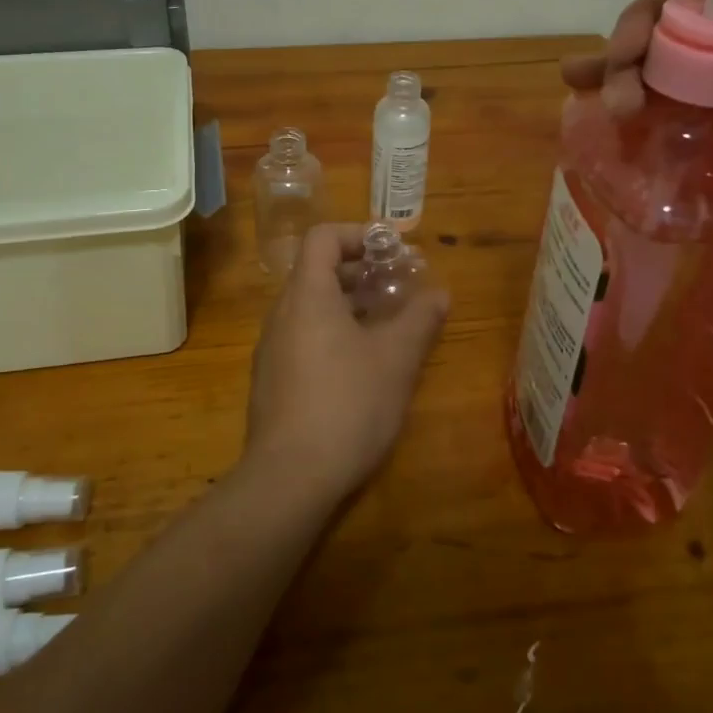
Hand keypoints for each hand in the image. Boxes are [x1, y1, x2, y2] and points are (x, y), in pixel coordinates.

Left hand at [245, 224, 449, 505]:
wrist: (290, 478)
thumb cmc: (347, 404)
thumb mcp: (395, 359)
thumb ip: (420, 319)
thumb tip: (440, 293)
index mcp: (307, 295)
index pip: (324, 237)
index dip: (359, 234)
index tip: (394, 250)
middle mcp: (283, 313)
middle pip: (319, 272)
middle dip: (363, 272)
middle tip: (402, 286)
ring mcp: (273, 348)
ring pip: (313, 307)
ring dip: (352, 304)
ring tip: (391, 324)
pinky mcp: (272, 379)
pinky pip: (305, 336)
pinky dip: (335, 332)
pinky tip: (363, 363)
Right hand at [562, 0, 712, 315]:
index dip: (653, 9)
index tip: (623, 41)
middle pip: (675, 41)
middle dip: (630, 54)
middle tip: (604, 89)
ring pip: (671, 87)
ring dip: (625, 90)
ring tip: (594, 112)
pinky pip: (680, 134)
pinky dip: (644, 132)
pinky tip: (615, 142)